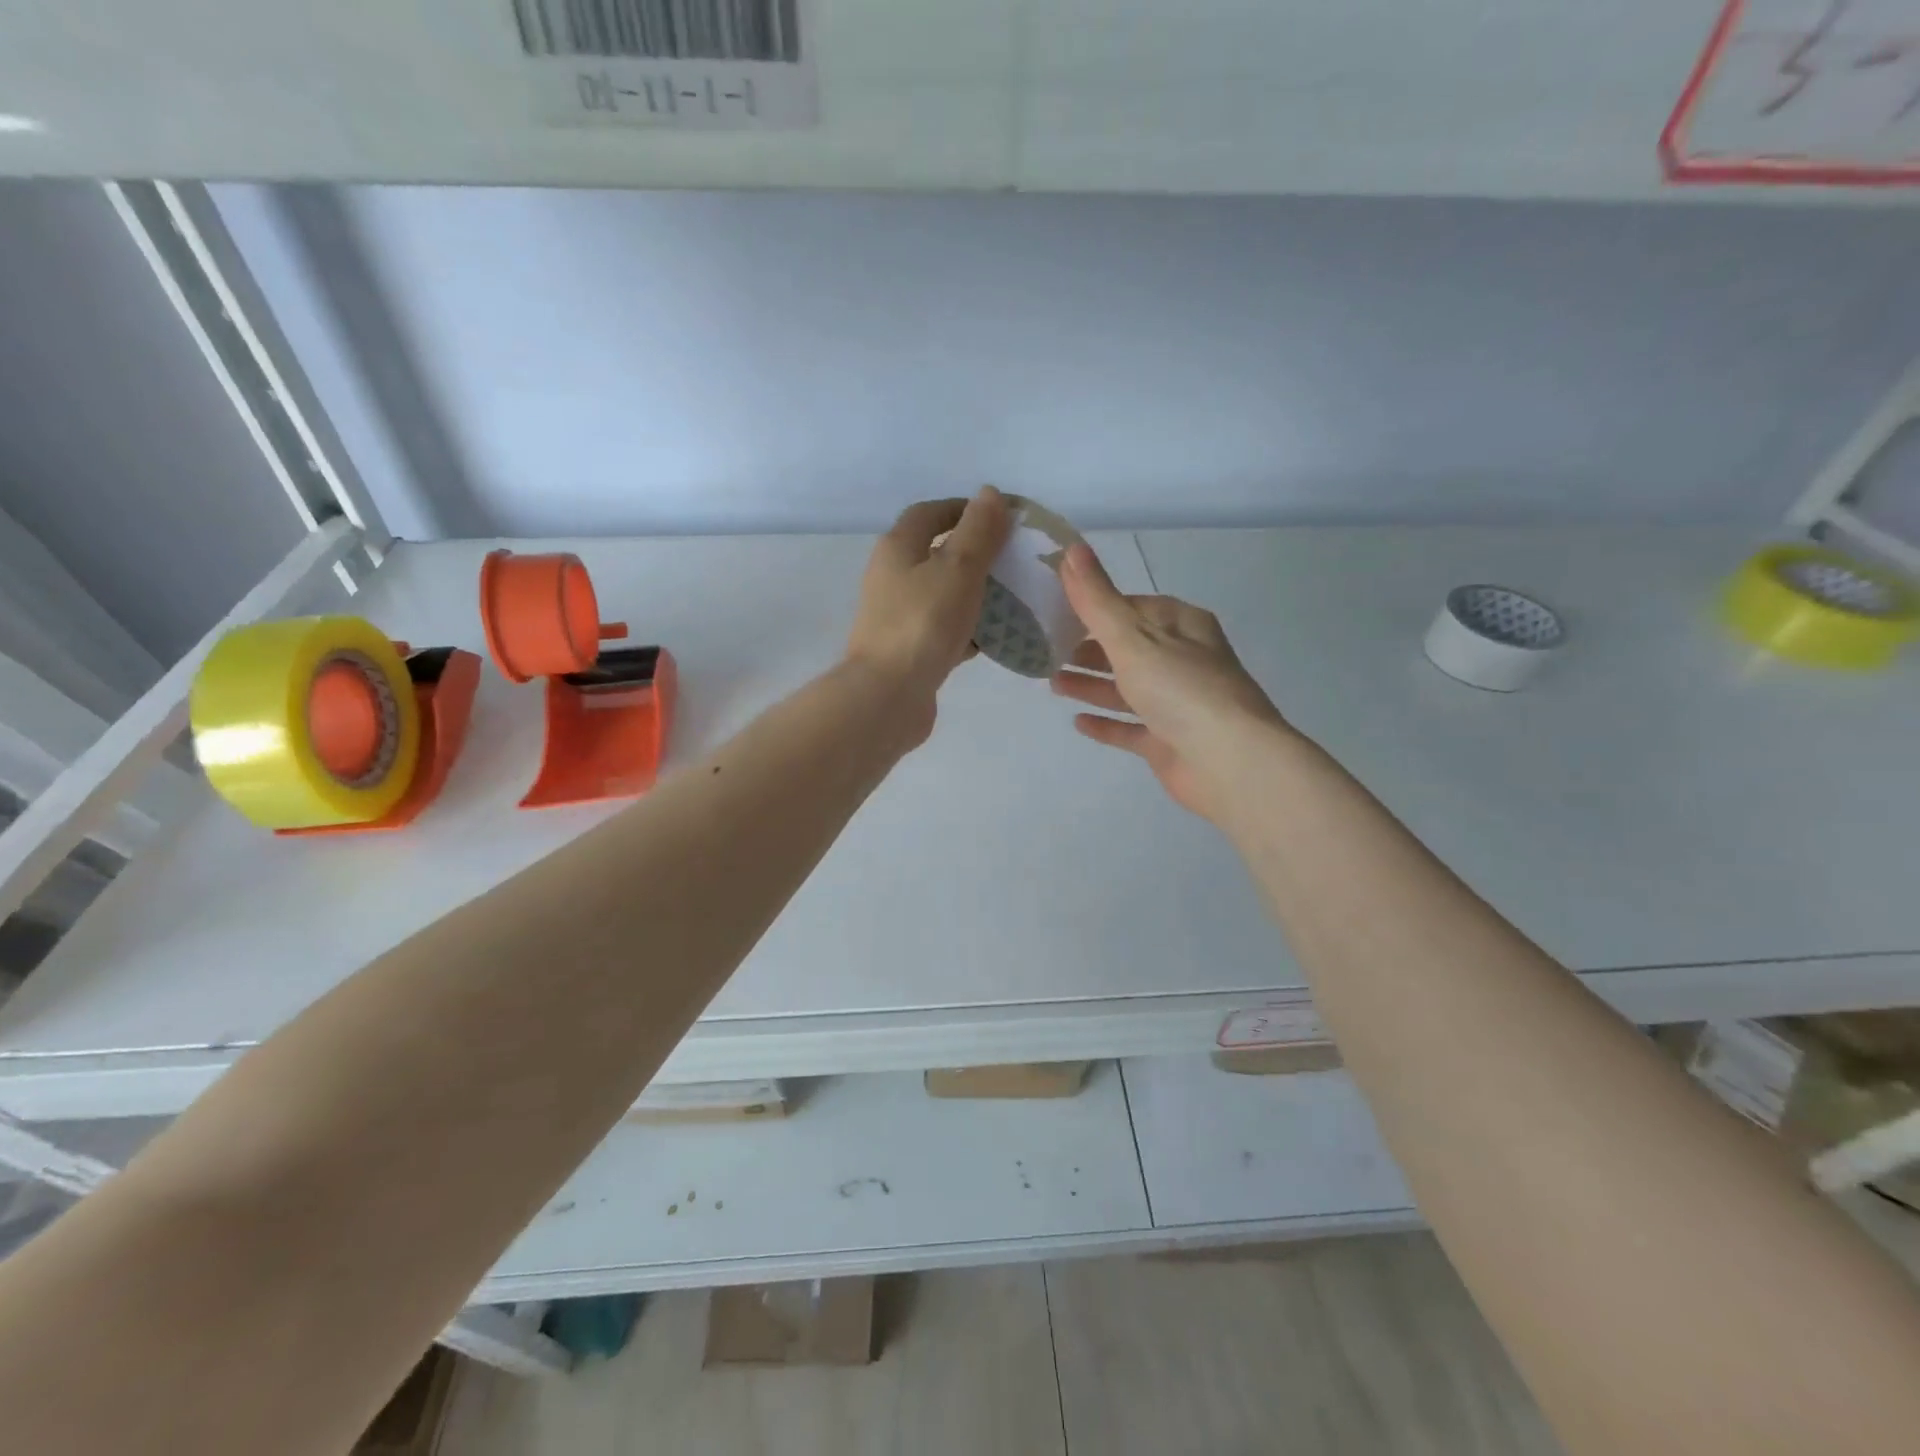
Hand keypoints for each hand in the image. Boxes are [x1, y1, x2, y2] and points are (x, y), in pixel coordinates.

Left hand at [846, 488, 1010, 735]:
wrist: (888, 696)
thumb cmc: (924, 624)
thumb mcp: (958, 569)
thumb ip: (978, 531)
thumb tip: (989, 493)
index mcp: (897, 549)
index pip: (929, 513)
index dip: (964, 509)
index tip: (1001, 518)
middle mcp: (891, 578)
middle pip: (935, 554)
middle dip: (974, 553)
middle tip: (1012, 559)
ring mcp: (897, 617)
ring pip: (941, 594)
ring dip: (973, 593)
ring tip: (1012, 597)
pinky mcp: (908, 650)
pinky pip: (942, 630)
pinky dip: (967, 629)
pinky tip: (994, 638)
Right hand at [1052, 541, 1288, 823]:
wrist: (1228, 762)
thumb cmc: (1181, 688)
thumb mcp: (1133, 637)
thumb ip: (1097, 599)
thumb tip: (1071, 549)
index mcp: (1182, 626)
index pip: (1134, 606)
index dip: (1097, 605)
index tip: (1057, 608)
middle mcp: (1183, 661)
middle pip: (1129, 648)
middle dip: (1089, 648)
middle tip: (1047, 649)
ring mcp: (1177, 703)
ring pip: (1127, 688)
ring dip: (1092, 684)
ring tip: (1053, 682)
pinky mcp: (1169, 741)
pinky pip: (1131, 727)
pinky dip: (1106, 723)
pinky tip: (1078, 721)